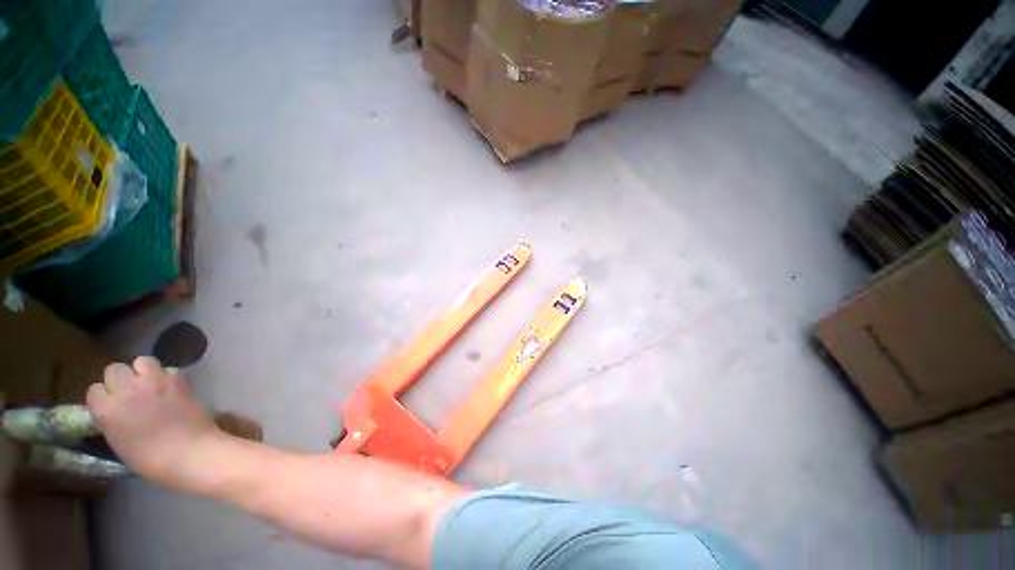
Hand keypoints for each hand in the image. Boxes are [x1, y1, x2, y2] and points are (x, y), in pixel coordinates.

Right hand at [86, 357, 221, 489]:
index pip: (94, 390)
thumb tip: (117, 410)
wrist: (190, 453)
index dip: (103, 397)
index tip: (111, 405)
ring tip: (150, 385)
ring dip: (144, 371)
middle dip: (120, 379)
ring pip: (142, 361)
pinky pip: (168, 369)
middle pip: (115, 369)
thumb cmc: (151, 460)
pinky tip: (171, 389)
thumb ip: (113, 419)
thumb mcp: (118, 441)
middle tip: (130, 393)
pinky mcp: (178, 380)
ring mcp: (154, 382)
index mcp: (106, 410)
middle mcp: (126, 390)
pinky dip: (167, 376)